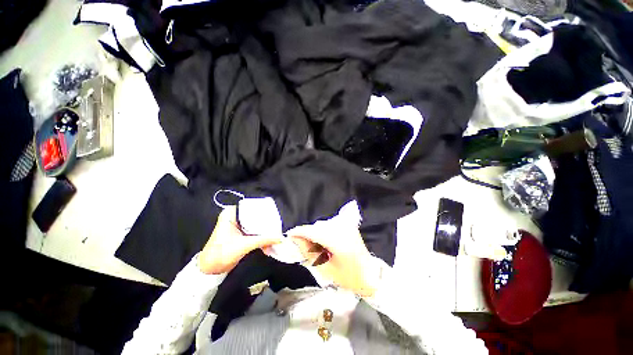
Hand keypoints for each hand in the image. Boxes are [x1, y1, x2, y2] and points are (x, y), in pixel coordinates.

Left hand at [198, 206, 282, 274]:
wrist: (210, 270)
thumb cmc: (222, 253)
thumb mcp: (244, 245)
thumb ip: (263, 240)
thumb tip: (280, 237)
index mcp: (231, 213)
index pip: (251, 207)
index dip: (263, 210)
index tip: (274, 214)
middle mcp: (234, 217)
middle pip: (254, 215)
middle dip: (265, 222)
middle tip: (277, 224)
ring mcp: (237, 226)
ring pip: (255, 224)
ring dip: (264, 230)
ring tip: (275, 232)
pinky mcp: (240, 234)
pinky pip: (253, 231)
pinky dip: (260, 236)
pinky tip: (269, 240)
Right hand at [287, 221, 377, 296]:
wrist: (370, 275)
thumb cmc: (348, 277)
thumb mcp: (325, 269)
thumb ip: (309, 252)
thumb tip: (296, 240)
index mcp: (337, 240)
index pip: (313, 231)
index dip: (299, 232)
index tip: (289, 235)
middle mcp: (342, 228)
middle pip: (317, 227)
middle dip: (307, 234)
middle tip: (301, 245)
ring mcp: (347, 225)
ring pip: (323, 225)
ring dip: (315, 233)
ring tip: (314, 246)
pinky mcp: (349, 225)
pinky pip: (330, 225)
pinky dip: (323, 231)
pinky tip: (323, 241)